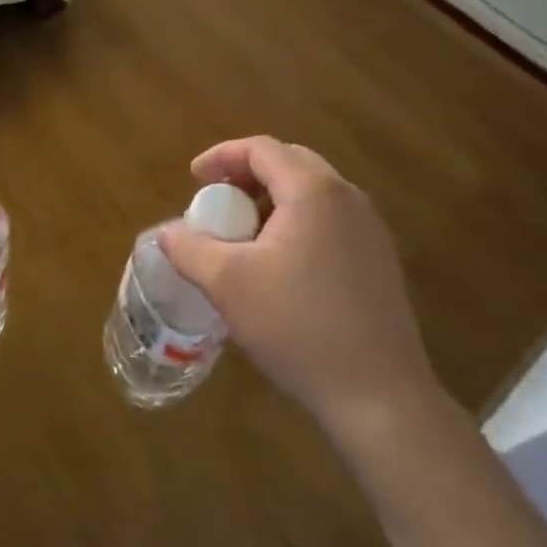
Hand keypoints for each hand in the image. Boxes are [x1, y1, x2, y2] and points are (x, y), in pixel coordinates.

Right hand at [160, 137, 441, 449]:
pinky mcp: (379, 261)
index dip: (221, 156)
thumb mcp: (228, 284)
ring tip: (242, 233)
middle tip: (217, 200)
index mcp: (313, 192)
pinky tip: (279, 264)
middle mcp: (348, 198)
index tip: (193, 178)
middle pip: (289, 163)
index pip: (261, 149)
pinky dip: (296, 222)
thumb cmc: (298, 327)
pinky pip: (329, 220)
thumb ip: (189, 249)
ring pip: (312, 192)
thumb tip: (166, 233)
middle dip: (247, 174)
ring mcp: (370, 230)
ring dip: (272, 199)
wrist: (380, 398)